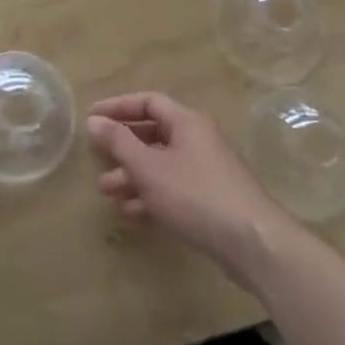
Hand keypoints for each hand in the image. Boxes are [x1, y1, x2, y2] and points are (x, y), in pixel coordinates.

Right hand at [87, 94, 293, 282]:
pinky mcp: (211, 200)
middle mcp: (198, 140)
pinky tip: (132, 214)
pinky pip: (173, 189)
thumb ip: (120, 142)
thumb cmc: (196, 195)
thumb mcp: (149, 167)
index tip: (92, 117)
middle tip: (97, 161)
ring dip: (133, 176)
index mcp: (187, 122)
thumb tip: (95, 120)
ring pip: (162, 165)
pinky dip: (151, 196)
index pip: (148, 101)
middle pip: (154, 134)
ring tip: (107, 193)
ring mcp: (206, 171)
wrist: (253, 243)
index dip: (118, 106)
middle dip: (123, 148)